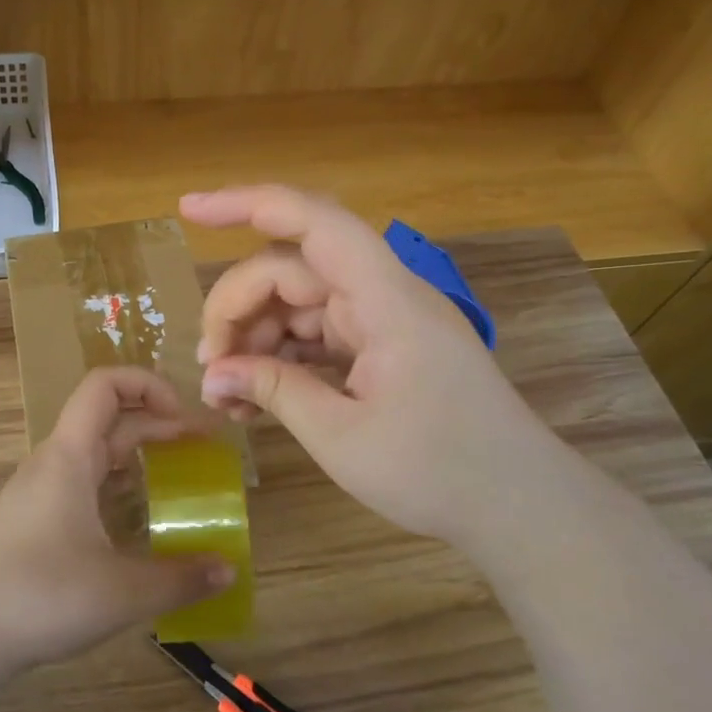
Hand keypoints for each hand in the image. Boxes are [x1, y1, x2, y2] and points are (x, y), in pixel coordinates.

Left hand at [0, 367, 235, 678]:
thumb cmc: (40, 595)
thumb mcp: (122, 591)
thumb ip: (181, 579)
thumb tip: (229, 570)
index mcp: (70, 456)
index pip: (105, 385)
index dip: (148, 384)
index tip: (184, 418)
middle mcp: (54, 462)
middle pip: (107, 418)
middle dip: (156, 423)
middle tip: (199, 449)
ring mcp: (40, 490)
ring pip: (94, 453)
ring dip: (136, 455)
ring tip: (176, 479)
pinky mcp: (34, 519)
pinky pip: (83, 483)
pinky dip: (116, 485)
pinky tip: (136, 520)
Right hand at [183, 185, 558, 548]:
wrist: (522, 508)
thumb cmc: (440, 472)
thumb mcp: (342, 437)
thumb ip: (272, 391)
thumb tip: (211, 374)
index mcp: (384, 299)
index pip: (312, 222)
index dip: (246, 204)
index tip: (188, 210)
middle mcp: (382, 295)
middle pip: (290, 270)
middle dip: (237, 309)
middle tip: (209, 370)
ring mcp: (382, 321)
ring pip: (297, 304)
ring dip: (255, 339)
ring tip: (227, 397)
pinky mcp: (381, 347)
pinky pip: (316, 334)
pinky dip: (282, 358)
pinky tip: (254, 399)